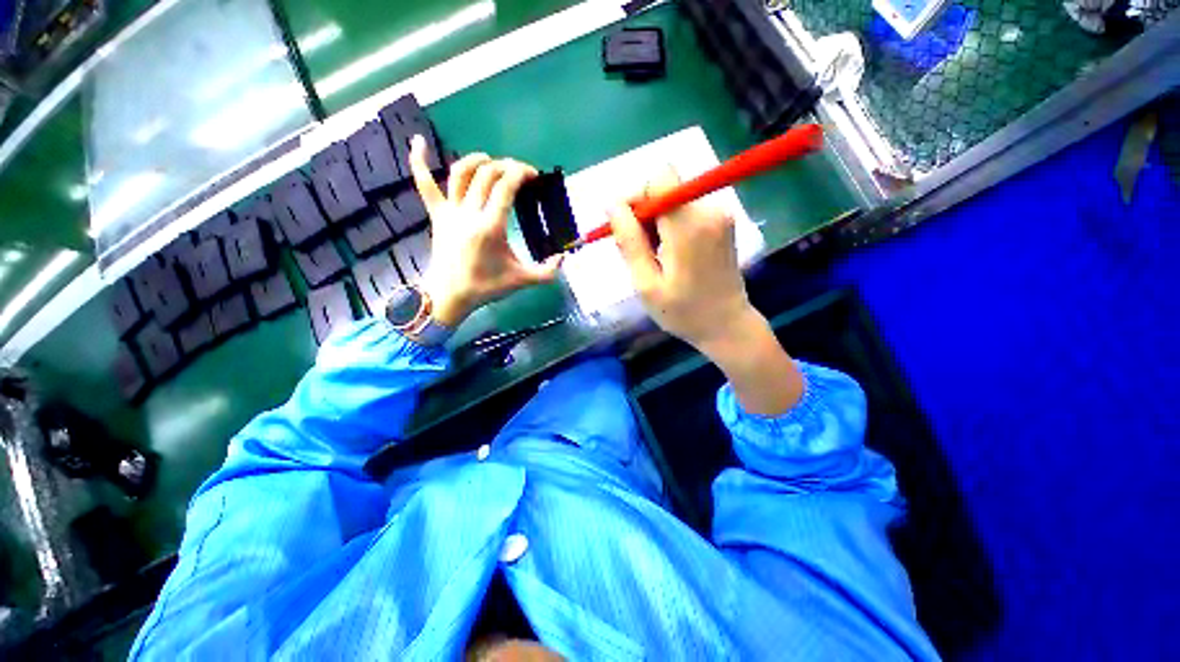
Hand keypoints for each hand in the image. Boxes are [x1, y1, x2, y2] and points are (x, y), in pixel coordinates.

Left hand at [410, 135, 562, 327]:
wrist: (449, 295)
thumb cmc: (486, 287)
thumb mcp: (521, 281)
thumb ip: (547, 272)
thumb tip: (564, 258)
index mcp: (490, 227)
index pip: (506, 187)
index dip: (521, 173)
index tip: (533, 175)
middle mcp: (469, 213)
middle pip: (487, 175)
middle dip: (506, 166)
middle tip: (519, 173)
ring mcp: (450, 211)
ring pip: (460, 173)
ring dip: (477, 160)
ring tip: (490, 160)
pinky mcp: (437, 215)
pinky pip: (424, 184)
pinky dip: (419, 161)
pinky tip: (418, 141)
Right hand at [608, 169, 756, 353]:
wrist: (728, 325)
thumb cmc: (683, 312)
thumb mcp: (646, 284)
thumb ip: (629, 242)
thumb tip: (612, 205)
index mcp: (689, 226)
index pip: (659, 179)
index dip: (637, 197)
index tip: (627, 227)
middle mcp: (709, 210)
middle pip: (665, 189)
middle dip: (645, 215)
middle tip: (640, 252)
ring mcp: (721, 215)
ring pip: (674, 201)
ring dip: (657, 224)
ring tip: (656, 260)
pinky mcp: (724, 221)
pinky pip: (687, 210)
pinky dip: (672, 227)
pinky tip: (672, 256)